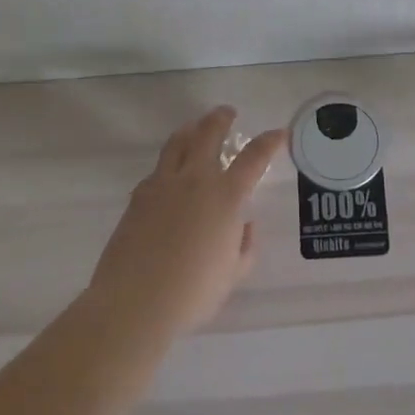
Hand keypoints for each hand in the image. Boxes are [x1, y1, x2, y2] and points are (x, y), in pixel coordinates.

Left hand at [86, 107, 285, 339]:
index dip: (269, 142)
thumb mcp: (233, 274)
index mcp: (226, 196)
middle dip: (220, 118)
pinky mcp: (138, 197)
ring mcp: (162, 184)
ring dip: (190, 130)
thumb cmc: (193, 292)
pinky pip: (157, 170)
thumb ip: (244, 246)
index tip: (279, 133)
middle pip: (208, 133)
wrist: (135, 302)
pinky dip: (168, 165)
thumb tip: (244, 225)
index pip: (254, 157)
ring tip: (194, 128)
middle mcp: (195, 179)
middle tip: (227, 113)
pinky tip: (169, 176)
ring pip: (177, 143)